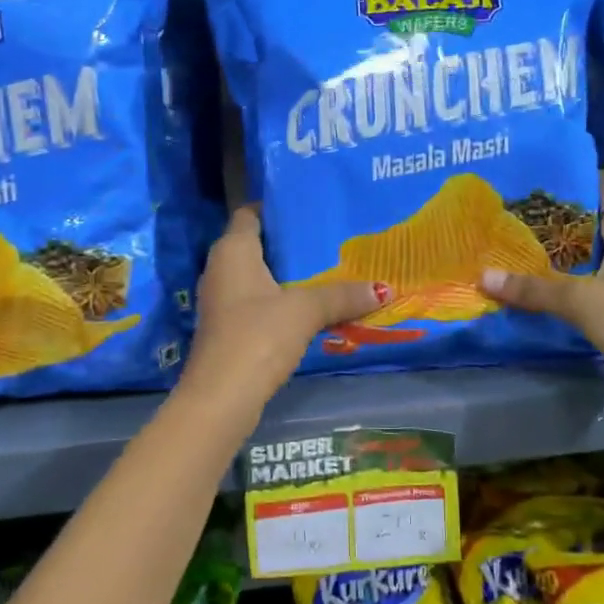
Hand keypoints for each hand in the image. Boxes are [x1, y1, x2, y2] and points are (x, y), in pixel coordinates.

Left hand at [180, 208, 382, 418]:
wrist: (221, 397)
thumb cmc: (257, 336)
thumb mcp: (305, 310)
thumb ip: (341, 295)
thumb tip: (383, 288)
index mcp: (232, 250)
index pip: (250, 214)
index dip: (276, 207)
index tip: (309, 206)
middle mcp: (220, 269)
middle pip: (256, 245)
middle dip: (290, 243)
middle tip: (329, 238)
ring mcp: (221, 300)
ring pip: (258, 276)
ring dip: (287, 275)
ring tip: (327, 269)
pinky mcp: (227, 328)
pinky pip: (257, 302)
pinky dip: (280, 300)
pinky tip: (309, 306)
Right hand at [482, 171, 603, 459]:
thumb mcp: (581, 301)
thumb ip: (532, 288)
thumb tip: (482, 276)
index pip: (600, 182)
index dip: (568, 174)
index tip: (528, 172)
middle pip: (589, 217)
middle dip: (552, 213)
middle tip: (506, 207)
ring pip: (588, 251)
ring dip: (556, 248)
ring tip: (511, 239)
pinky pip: (589, 280)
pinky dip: (565, 278)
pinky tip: (534, 281)